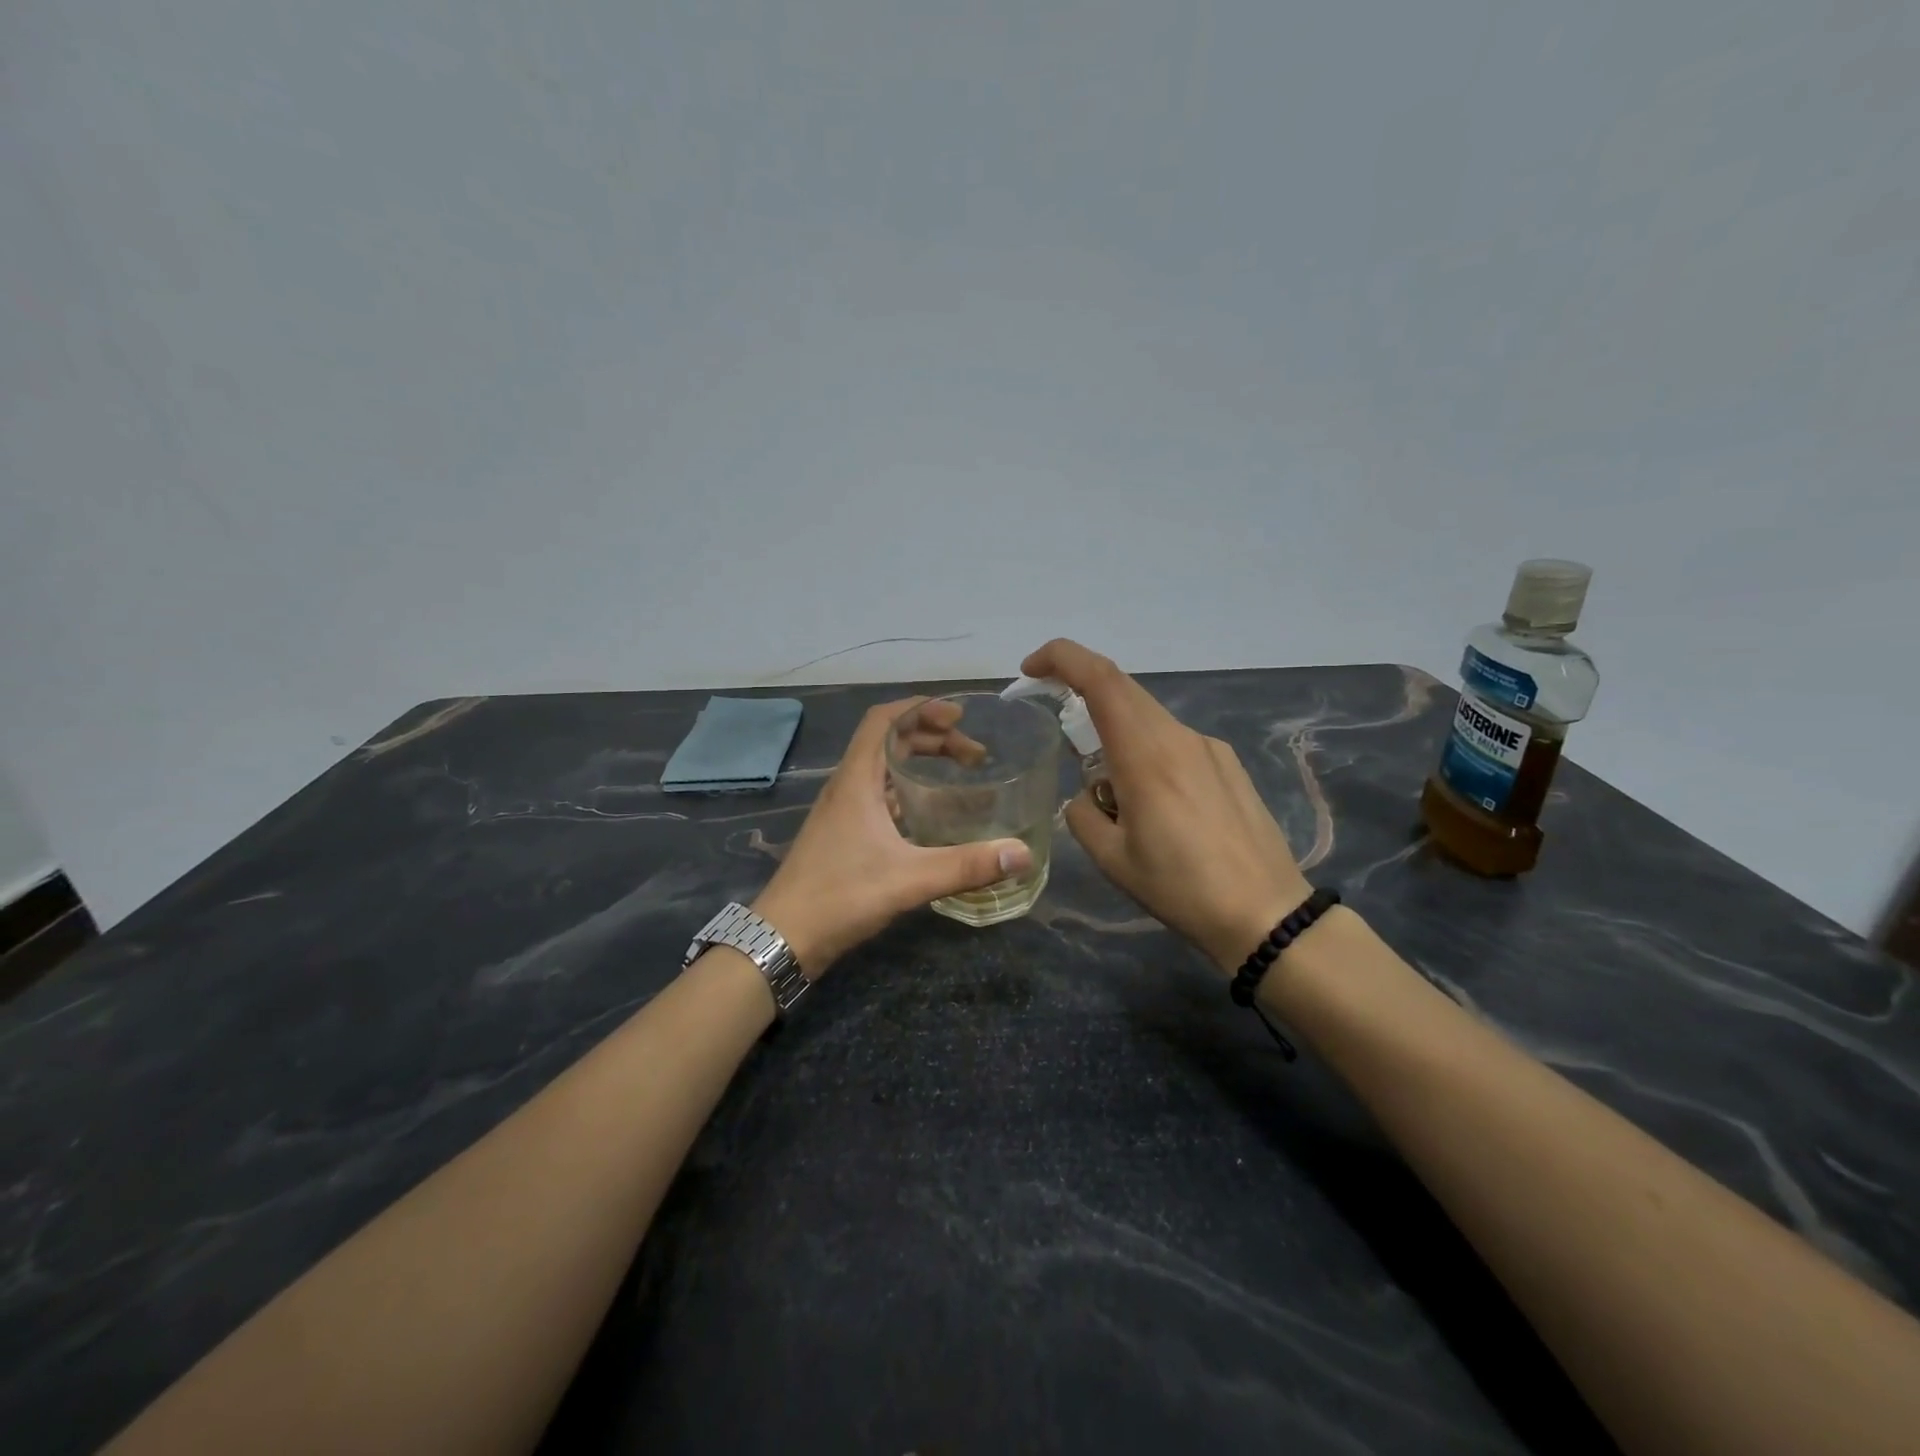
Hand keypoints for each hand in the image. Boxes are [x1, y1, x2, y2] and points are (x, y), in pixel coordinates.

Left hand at [752, 698, 1032, 973]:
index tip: (958, 715)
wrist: (783, 937)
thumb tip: (1021, 854)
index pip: (884, 720)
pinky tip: (930, 812)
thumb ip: (966, 866)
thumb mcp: (909, 879)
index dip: (920, 708)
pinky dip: (907, 790)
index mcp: (857, 780)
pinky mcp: (842, 834)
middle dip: (932, 737)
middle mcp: (847, 787)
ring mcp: (842, 811)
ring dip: (919, 761)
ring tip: (958, 773)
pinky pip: (879, 794)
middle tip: (973, 755)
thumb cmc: (840, 897)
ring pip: (883, 768)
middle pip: (888, 741)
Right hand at [1021, 639, 1311, 971]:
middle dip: (1081, 691)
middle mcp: (1178, 736)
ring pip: (1148, 718)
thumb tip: (1087, 797)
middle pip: (1122, 689)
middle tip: (1057, 723)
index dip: (1061, 658)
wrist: (1266, 914)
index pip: (1100, 679)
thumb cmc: (1182, 888)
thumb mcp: (1113, 860)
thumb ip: (1083, 815)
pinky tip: (1157, 806)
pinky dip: (1147, 753)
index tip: (1031, 669)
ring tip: (1113, 795)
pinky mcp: (1227, 764)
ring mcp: (1208, 747)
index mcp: (1145, 755)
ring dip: (1116, 734)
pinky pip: (1174, 741)